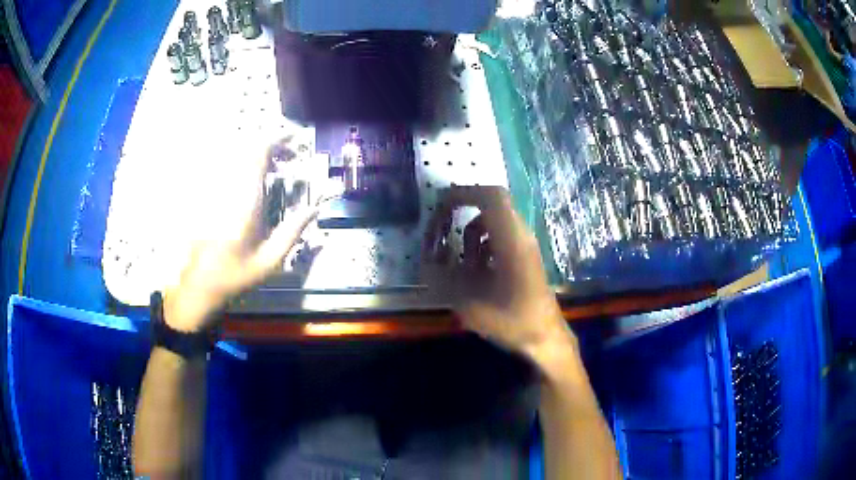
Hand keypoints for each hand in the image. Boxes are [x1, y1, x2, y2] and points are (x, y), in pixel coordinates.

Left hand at [163, 138, 316, 331]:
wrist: (201, 284)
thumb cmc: (236, 275)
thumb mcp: (270, 260)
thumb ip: (293, 231)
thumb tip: (314, 209)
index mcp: (246, 203)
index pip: (259, 156)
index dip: (277, 141)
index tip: (294, 140)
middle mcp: (229, 191)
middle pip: (249, 152)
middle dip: (272, 148)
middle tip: (290, 157)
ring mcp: (216, 193)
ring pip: (238, 160)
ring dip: (260, 158)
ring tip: (277, 167)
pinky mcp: (210, 199)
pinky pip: (229, 173)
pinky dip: (246, 169)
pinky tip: (256, 182)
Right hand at [423, 186, 577, 366]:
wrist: (545, 338)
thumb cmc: (512, 322)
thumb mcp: (471, 305)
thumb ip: (445, 279)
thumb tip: (429, 257)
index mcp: (512, 241)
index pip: (491, 196)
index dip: (463, 194)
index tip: (440, 207)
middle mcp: (521, 236)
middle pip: (490, 205)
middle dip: (460, 213)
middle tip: (440, 232)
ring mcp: (525, 245)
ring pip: (493, 222)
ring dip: (470, 233)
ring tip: (456, 260)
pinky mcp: (524, 256)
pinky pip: (499, 237)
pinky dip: (480, 245)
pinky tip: (473, 271)